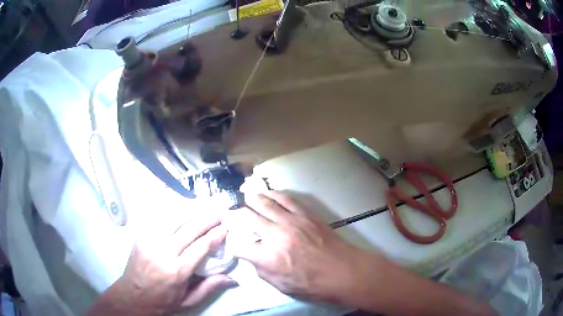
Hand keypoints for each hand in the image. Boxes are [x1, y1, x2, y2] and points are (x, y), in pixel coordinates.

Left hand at [89, 211, 236, 315]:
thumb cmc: (163, 301)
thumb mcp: (189, 301)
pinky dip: (170, 212)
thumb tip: (232, 279)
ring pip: (172, 219)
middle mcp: (163, 252)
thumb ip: (210, 287)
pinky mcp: (140, 236)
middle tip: (219, 212)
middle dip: (206, 219)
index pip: (201, 247)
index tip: (225, 227)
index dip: (215, 235)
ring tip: (202, 206)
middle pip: (188, 229)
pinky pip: (157, 219)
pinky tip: (179, 208)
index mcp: (177, 271)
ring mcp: (149, 241)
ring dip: (189, 211)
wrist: (133, 296)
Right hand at [224, 191, 374, 303]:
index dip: (232, 243)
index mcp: (269, 258)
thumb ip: (262, 270)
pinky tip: (267, 193)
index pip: (239, 245)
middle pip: (247, 217)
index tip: (232, 241)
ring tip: (244, 195)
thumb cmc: (313, 284)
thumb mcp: (281, 286)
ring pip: (264, 202)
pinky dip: (273, 194)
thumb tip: (252, 256)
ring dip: (251, 198)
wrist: (343, 271)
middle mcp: (276, 235)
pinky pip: (285, 198)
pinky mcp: (305, 214)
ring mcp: (291, 221)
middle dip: (235, 214)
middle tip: (231, 212)